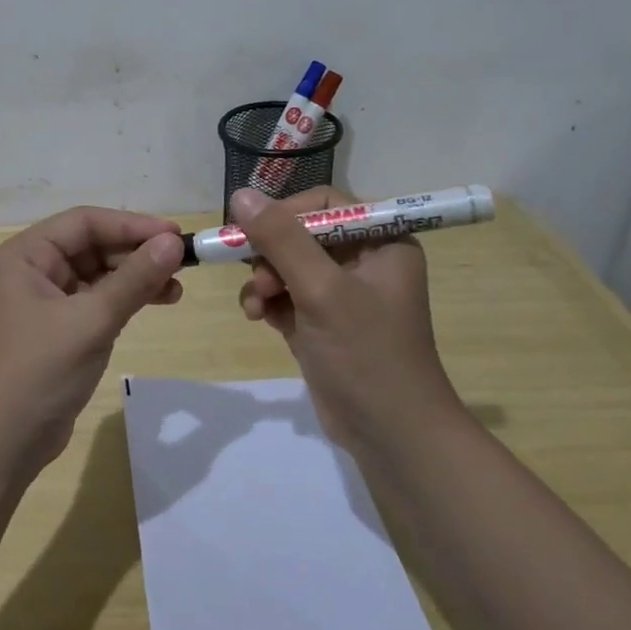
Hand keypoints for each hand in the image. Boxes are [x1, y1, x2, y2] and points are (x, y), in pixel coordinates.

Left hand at [0, 207, 184, 474]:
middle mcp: (31, 271)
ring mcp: (44, 301)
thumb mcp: (91, 321)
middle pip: (91, 245)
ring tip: (176, 288)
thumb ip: (134, 279)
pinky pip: (97, 300)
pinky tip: (157, 301)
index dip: (131, 224)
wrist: (2, 444)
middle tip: (182, 263)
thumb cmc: (39, 372)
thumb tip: (174, 242)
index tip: (175, 235)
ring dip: (135, 277)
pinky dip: (125, 299)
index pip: (84, 223)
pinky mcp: (58, 329)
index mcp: (24, 256)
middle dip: (136, 252)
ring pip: (98, 274)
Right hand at [233, 186, 456, 445]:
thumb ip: (282, 240)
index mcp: (381, 242)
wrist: (390, 435)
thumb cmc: (366, 354)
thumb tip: (240, 194)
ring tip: (255, 305)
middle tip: (256, 277)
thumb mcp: (322, 290)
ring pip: (286, 266)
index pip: (326, 204)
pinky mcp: (321, 323)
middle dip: (271, 254)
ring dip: (263, 280)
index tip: (252, 230)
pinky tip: (256, 316)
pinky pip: (284, 296)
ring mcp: (341, 295)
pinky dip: (266, 302)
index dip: (286, 212)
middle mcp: (363, 261)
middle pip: (300, 234)